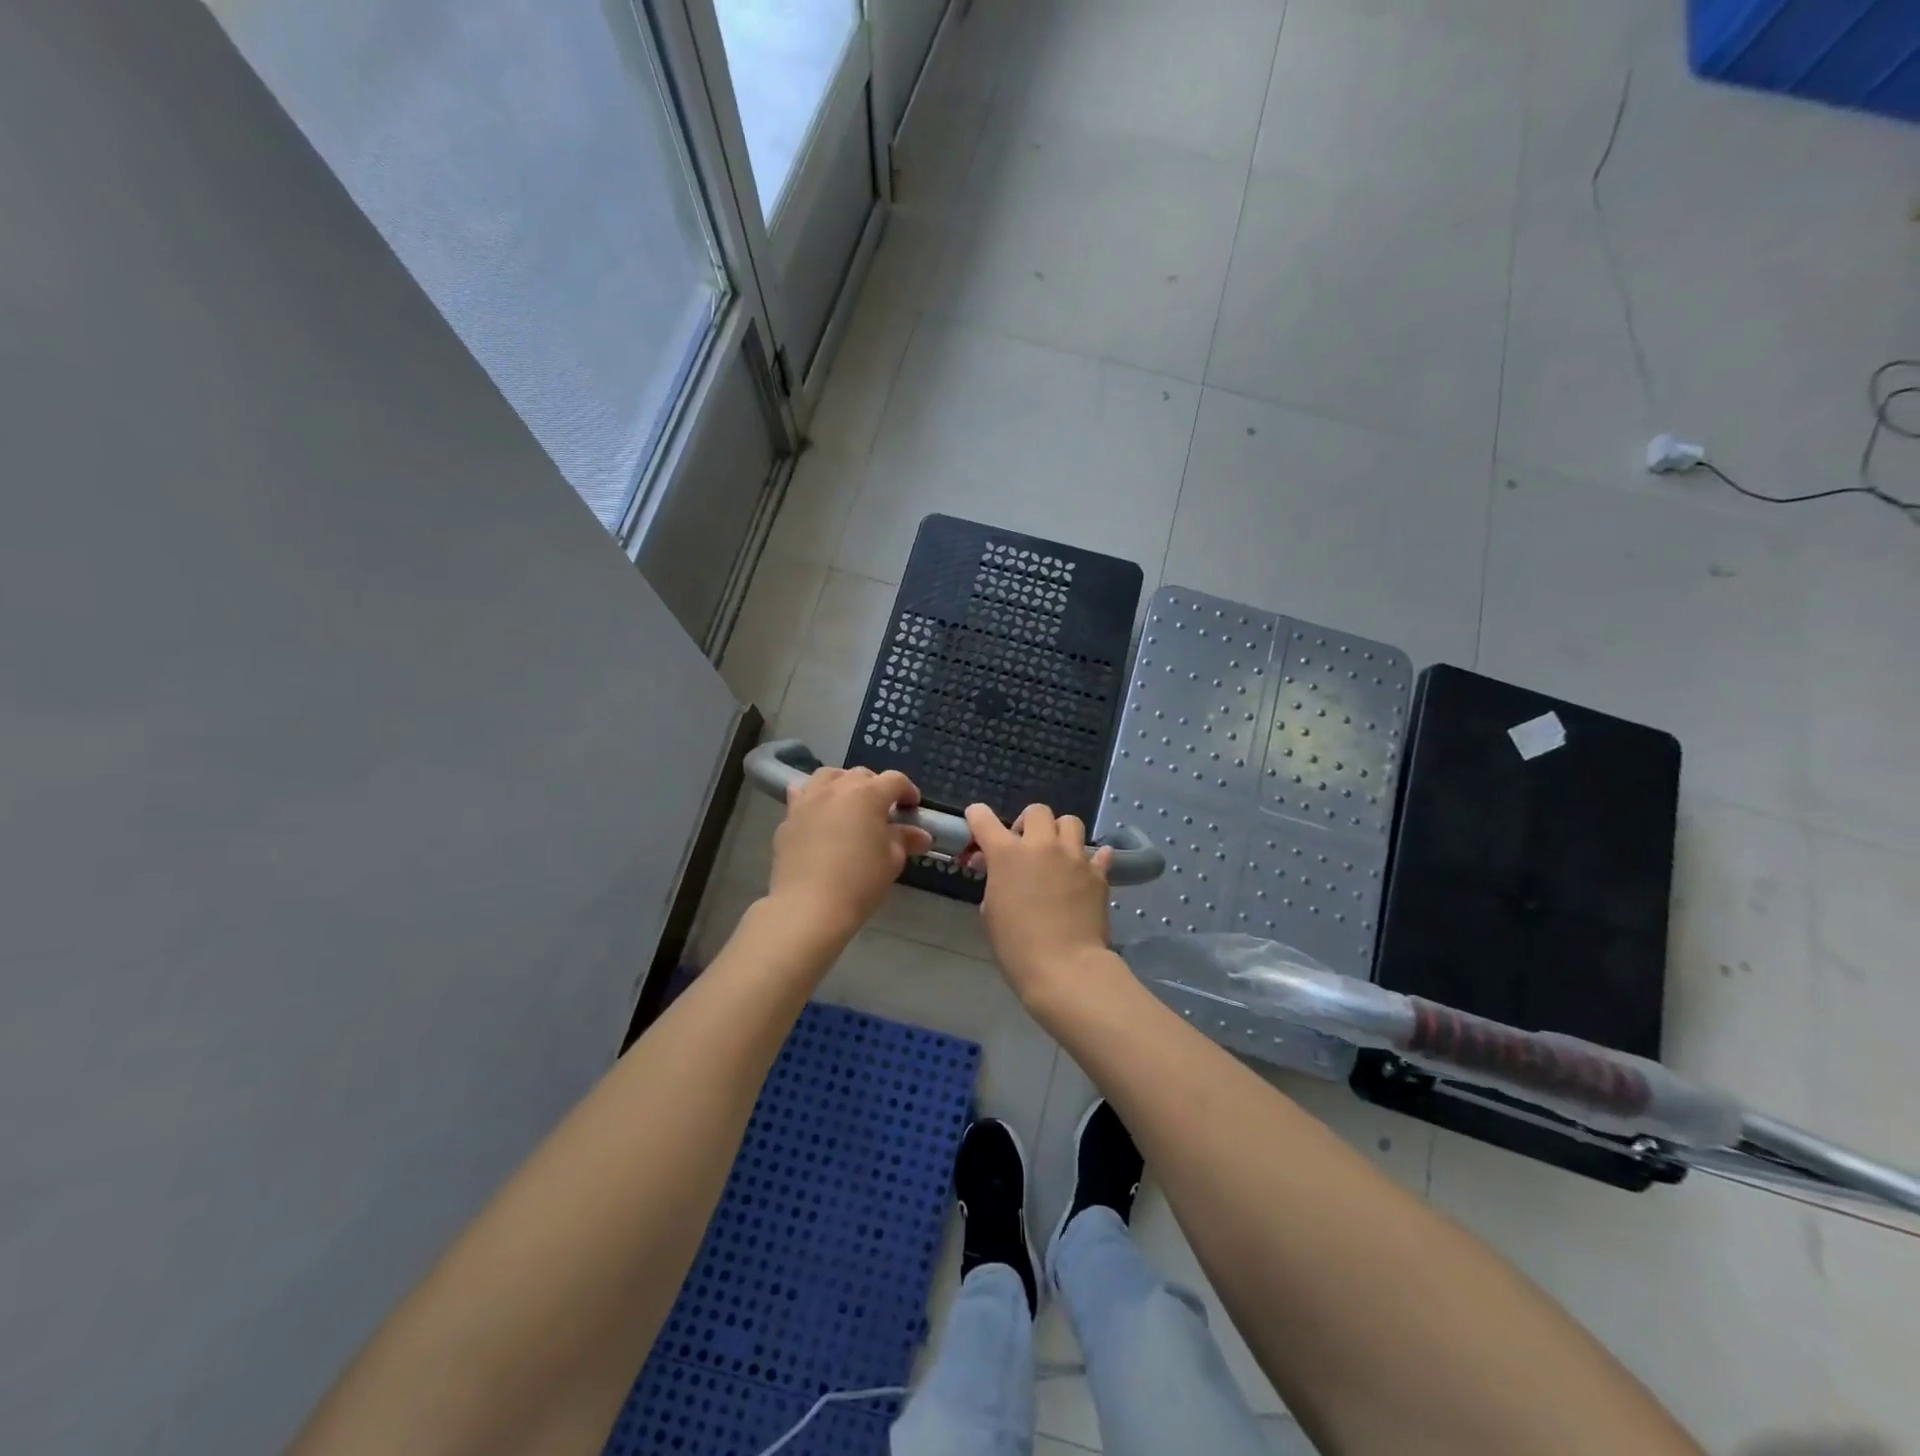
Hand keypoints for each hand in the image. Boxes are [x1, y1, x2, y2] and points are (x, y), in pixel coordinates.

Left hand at [767, 767, 931, 943]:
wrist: (808, 906)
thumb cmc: (860, 882)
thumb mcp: (892, 861)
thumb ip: (904, 840)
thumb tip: (920, 835)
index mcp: (868, 794)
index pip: (895, 781)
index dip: (908, 791)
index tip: (912, 808)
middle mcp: (837, 788)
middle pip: (860, 775)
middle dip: (875, 787)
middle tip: (882, 811)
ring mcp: (808, 800)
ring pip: (827, 777)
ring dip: (842, 784)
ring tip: (848, 805)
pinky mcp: (788, 818)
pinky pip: (802, 796)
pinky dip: (814, 799)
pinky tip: (818, 816)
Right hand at [963, 802, 1114, 1002]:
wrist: (1065, 967)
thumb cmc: (1016, 945)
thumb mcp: (991, 911)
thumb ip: (994, 881)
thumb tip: (997, 868)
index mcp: (1007, 854)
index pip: (984, 819)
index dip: (977, 816)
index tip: (976, 820)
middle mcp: (1042, 845)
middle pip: (1036, 811)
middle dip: (1027, 823)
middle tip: (1024, 845)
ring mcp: (1074, 857)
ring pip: (1070, 822)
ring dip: (1059, 832)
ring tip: (1056, 853)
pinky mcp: (1098, 873)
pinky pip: (1098, 853)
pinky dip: (1091, 858)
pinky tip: (1085, 870)